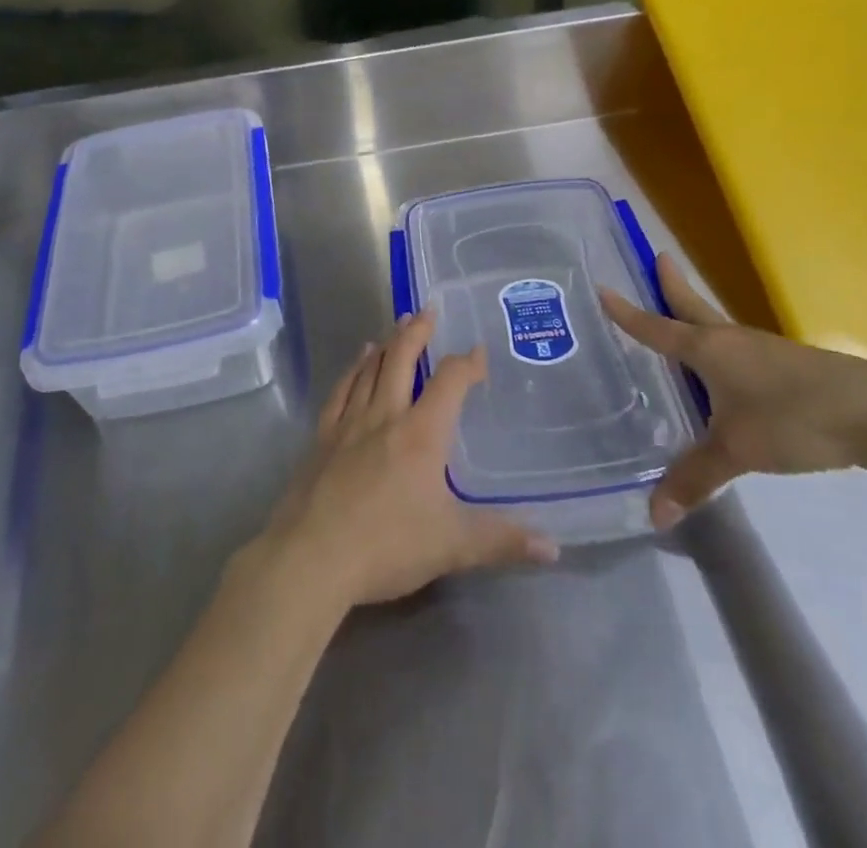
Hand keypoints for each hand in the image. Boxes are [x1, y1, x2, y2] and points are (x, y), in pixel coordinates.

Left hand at [260, 313, 559, 611]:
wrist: (312, 557)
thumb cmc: (387, 545)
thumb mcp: (453, 546)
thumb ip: (502, 541)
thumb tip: (554, 547)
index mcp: (422, 434)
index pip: (450, 382)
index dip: (467, 364)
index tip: (478, 352)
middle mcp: (386, 415)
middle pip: (402, 359)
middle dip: (418, 332)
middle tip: (427, 309)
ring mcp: (349, 423)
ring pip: (371, 369)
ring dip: (387, 344)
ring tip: (397, 326)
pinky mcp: (322, 437)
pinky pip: (341, 390)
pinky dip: (353, 369)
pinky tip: (358, 360)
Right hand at [600, 254, 866, 527]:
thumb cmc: (794, 419)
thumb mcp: (737, 451)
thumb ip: (694, 479)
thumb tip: (653, 516)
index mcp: (710, 350)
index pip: (657, 328)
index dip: (628, 313)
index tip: (602, 288)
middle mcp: (733, 340)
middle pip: (693, 307)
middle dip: (672, 284)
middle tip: (657, 257)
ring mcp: (765, 350)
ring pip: (719, 326)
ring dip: (698, 315)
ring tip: (682, 318)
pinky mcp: (791, 366)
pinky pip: (742, 349)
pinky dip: (723, 347)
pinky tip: (729, 370)